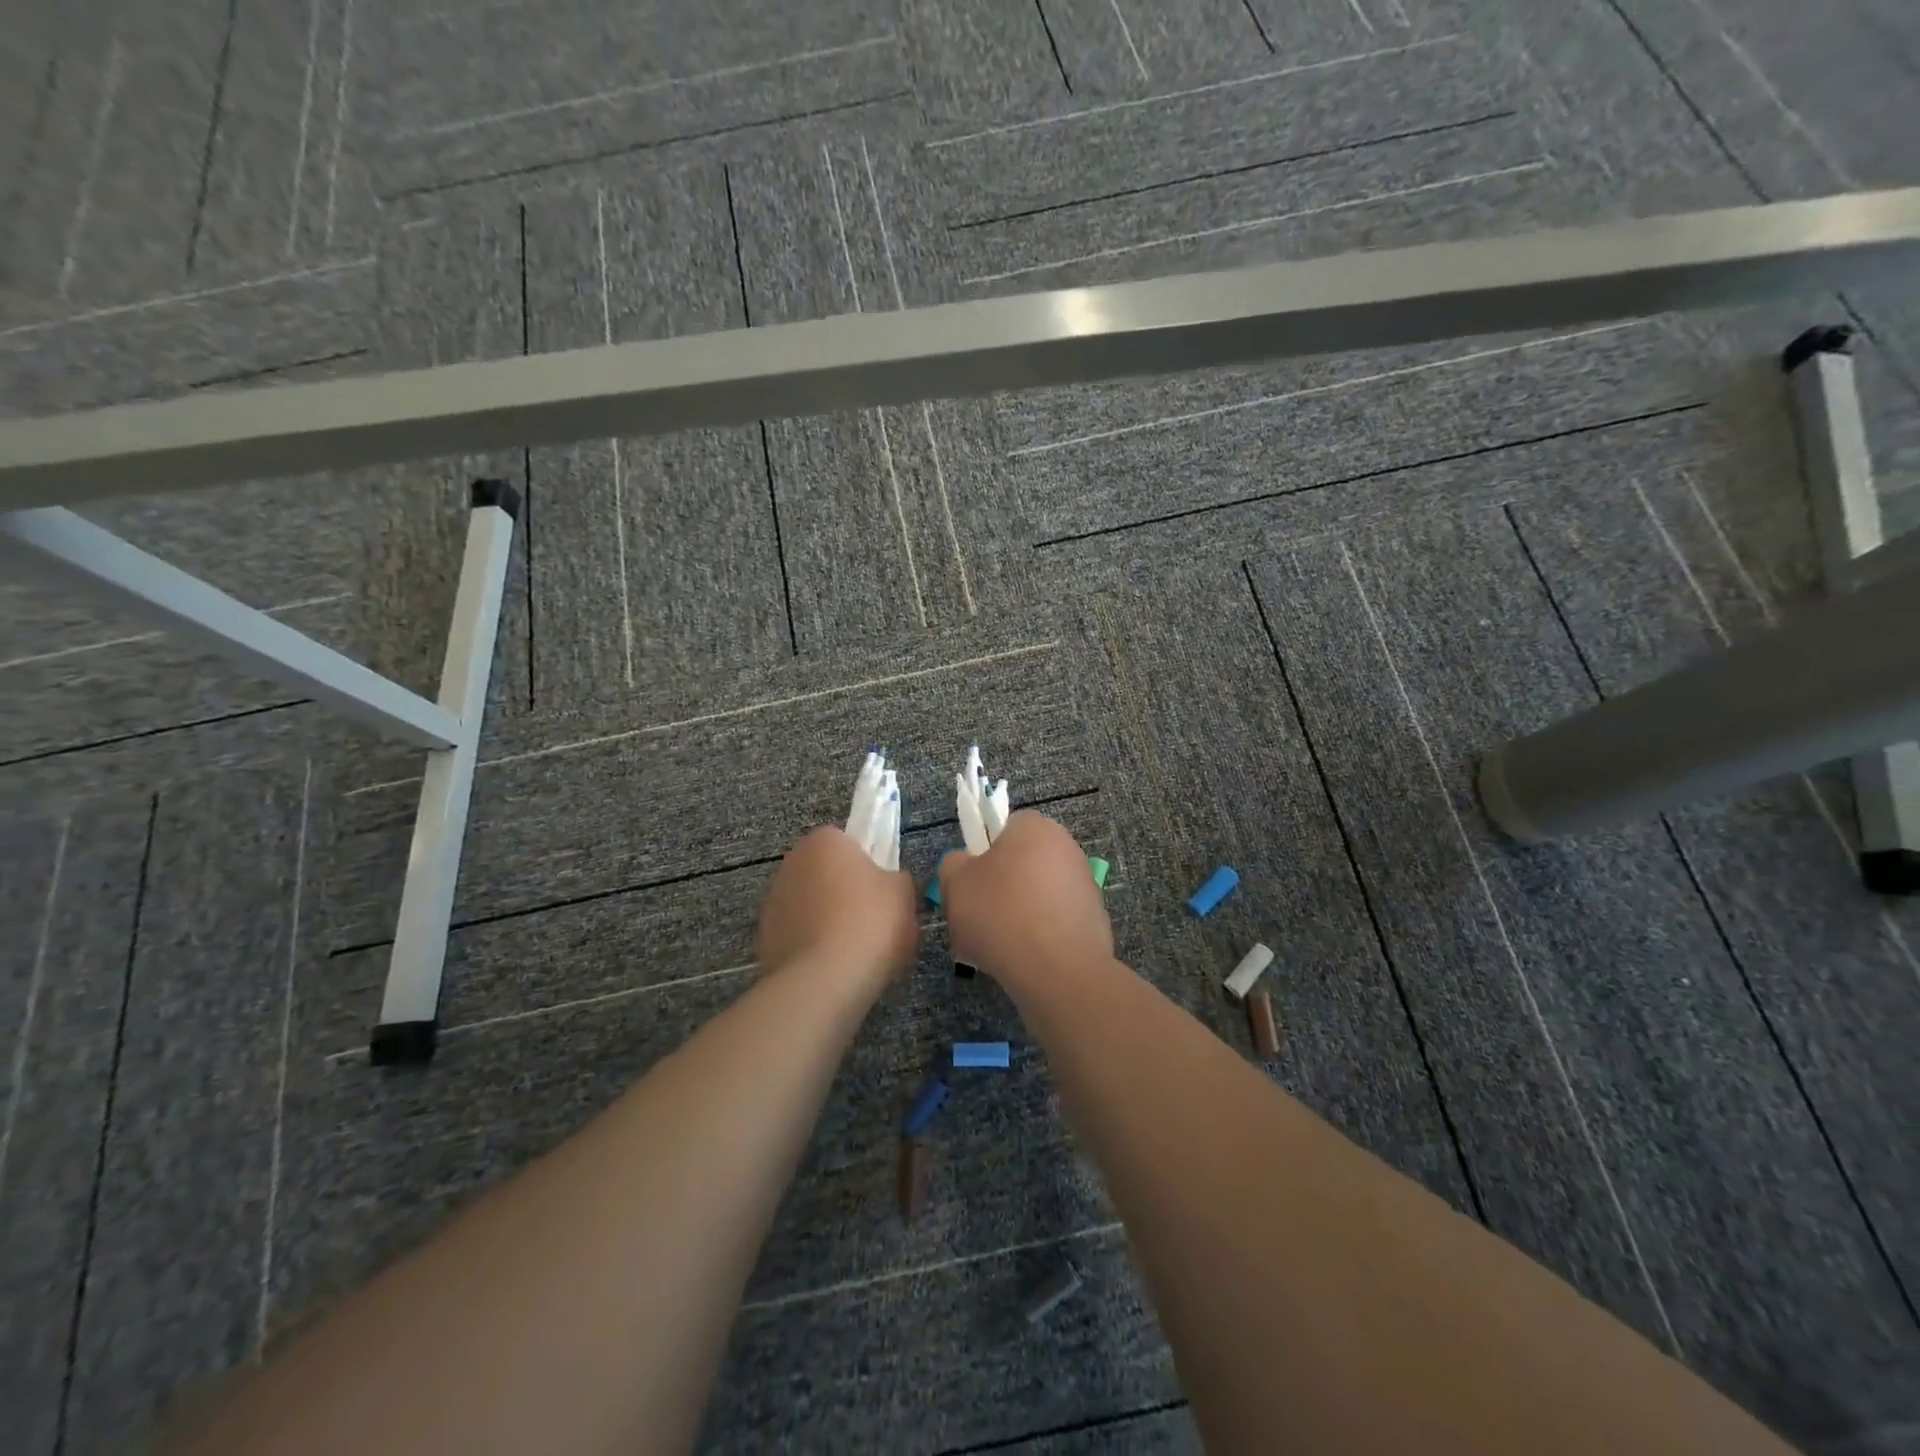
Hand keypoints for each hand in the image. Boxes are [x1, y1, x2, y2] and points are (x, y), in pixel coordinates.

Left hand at [756, 826, 919, 982]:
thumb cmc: (870, 922)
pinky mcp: (764, 937)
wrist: (826, 979)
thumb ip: (896, 879)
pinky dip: (812, 945)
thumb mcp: (904, 893)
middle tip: (872, 919)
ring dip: (825, 918)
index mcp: (825, 840)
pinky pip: (797, 934)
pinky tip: (832, 966)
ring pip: (809, 904)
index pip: (847, 842)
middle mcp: (792, 861)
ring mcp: (773, 900)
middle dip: (844, 891)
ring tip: (853, 950)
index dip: (867, 865)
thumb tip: (887, 884)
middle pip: (825, 872)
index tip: (882, 890)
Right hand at [939, 812, 1112, 987]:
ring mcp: (1085, 883)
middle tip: (977, 916)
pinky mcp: (1094, 918)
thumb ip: (954, 864)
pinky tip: (1023, 958)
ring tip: (997, 945)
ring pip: (1037, 894)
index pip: (1003, 828)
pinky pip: (1054, 921)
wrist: (1057, 971)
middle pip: (1021, 862)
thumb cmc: (1000, 914)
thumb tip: (964, 864)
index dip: (982, 854)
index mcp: (1034, 826)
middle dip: (1000, 886)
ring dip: (1018, 913)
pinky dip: (1039, 934)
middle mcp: (1066, 846)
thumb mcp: (955, 883)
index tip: (970, 884)